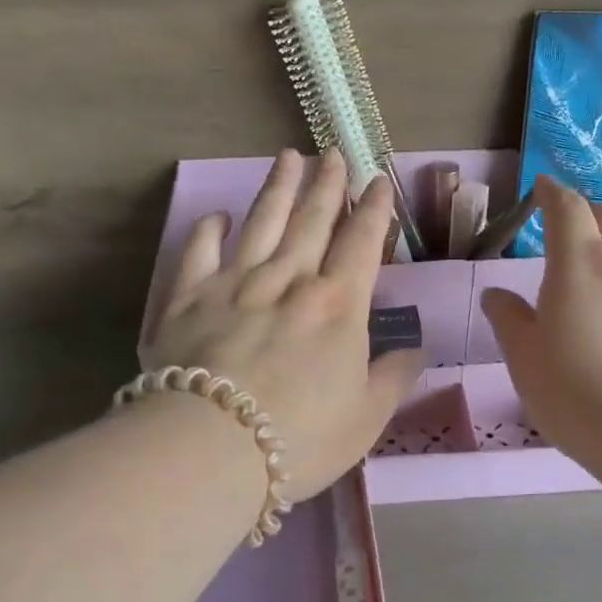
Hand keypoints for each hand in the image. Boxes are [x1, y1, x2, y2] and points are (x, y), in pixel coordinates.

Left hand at [146, 149, 425, 502]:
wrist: (210, 447)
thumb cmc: (300, 437)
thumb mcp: (366, 418)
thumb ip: (393, 379)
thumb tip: (415, 351)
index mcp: (338, 306)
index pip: (361, 244)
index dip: (373, 211)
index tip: (378, 182)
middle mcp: (288, 280)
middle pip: (312, 221)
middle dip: (327, 185)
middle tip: (334, 153)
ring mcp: (235, 283)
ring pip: (262, 223)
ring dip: (279, 188)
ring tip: (289, 157)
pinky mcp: (187, 298)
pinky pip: (199, 251)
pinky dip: (210, 230)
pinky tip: (219, 216)